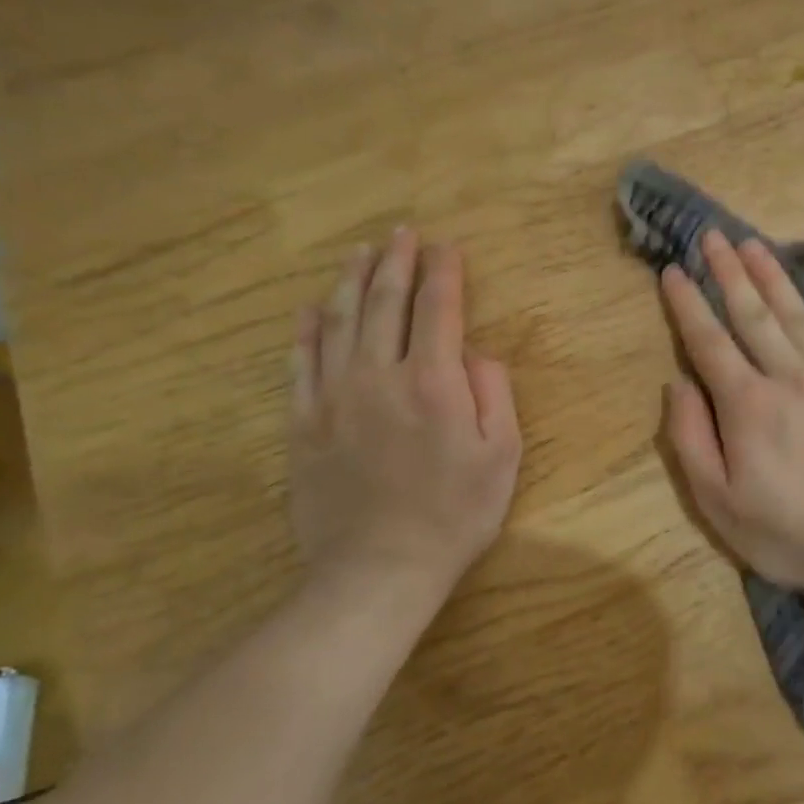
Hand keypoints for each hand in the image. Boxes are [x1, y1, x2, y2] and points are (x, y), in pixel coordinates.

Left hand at [289, 230, 520, 611]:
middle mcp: (380, 375)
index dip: (444, 272)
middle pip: (386, 302)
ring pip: (340, 321)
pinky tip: (312, 307)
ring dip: (352, 280)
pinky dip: (307, 329)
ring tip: (361, 252)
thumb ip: (494, 393)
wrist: (377, 570)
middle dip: (396, 261)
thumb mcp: (502, 455)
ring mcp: (334, 396)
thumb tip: (475, 353)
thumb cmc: (454, 514)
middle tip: (402, 233)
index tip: (447, 247)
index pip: (438, 308)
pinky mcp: (303, 422)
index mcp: (434, 381)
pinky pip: (301, 362)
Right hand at [659, 231, 803, 594]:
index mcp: (748, 404)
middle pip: (753, 314)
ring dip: (774, 277)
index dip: (687, 304)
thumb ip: (691, 439)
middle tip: (712, 234)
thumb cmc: (788, 535)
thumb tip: (677, 384)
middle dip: (728, 272)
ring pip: (799, 316)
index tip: (673, 270)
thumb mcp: (718, 502)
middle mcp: (791, 377)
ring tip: (754, 244)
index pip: (708, 342)